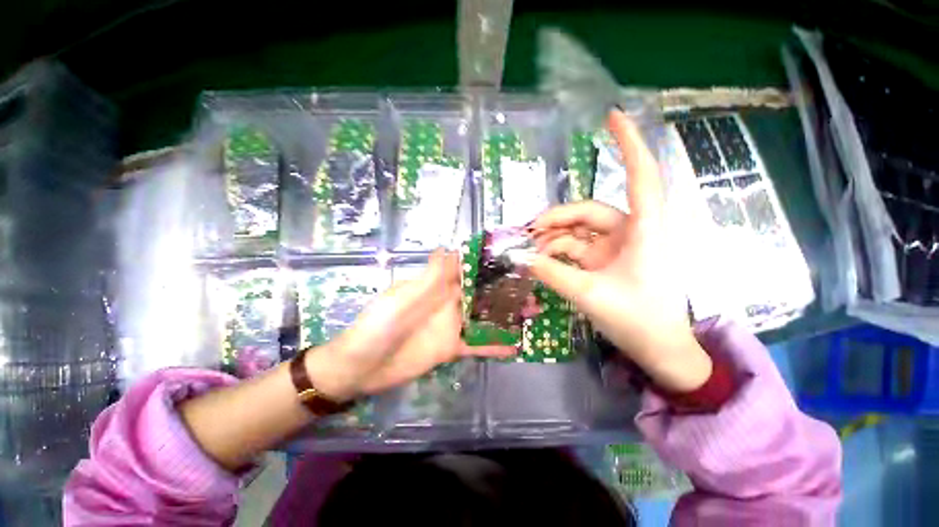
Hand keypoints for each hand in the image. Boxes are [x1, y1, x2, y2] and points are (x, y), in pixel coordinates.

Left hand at [306, 249, 514, 400]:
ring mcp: (451, 325)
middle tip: (532, 285)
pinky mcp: (451, 347)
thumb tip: (447, 247)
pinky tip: (516, 346)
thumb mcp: (402, 298)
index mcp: (436, 286)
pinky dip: (494, 345)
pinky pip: (477, 344)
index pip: (465, 268)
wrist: (362, 366)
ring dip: (505, 314)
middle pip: (480, 291)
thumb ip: (430, 277)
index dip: (486, 261)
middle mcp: (448, 301)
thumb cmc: (379, 326)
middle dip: (503, 288)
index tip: (512, 257)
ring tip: (532, 312)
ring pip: (483, 315)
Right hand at [523, 110, 711, 391]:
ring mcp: (617, 246)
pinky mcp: (607, 260)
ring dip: (554, 238)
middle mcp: (631, 231)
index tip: (612, 116)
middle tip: (529, 232)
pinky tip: (543, 261)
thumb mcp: (590, 295)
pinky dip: (559, 252)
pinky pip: (577, 248)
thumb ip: (554, 274)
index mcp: (644, 230)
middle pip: (588, 212)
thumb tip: (524, 259)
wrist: (659, 349)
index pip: (640, 176)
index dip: (629, 144)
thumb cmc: (638, 320)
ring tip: (532, 251)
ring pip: (579, 231)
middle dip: (556, 220)